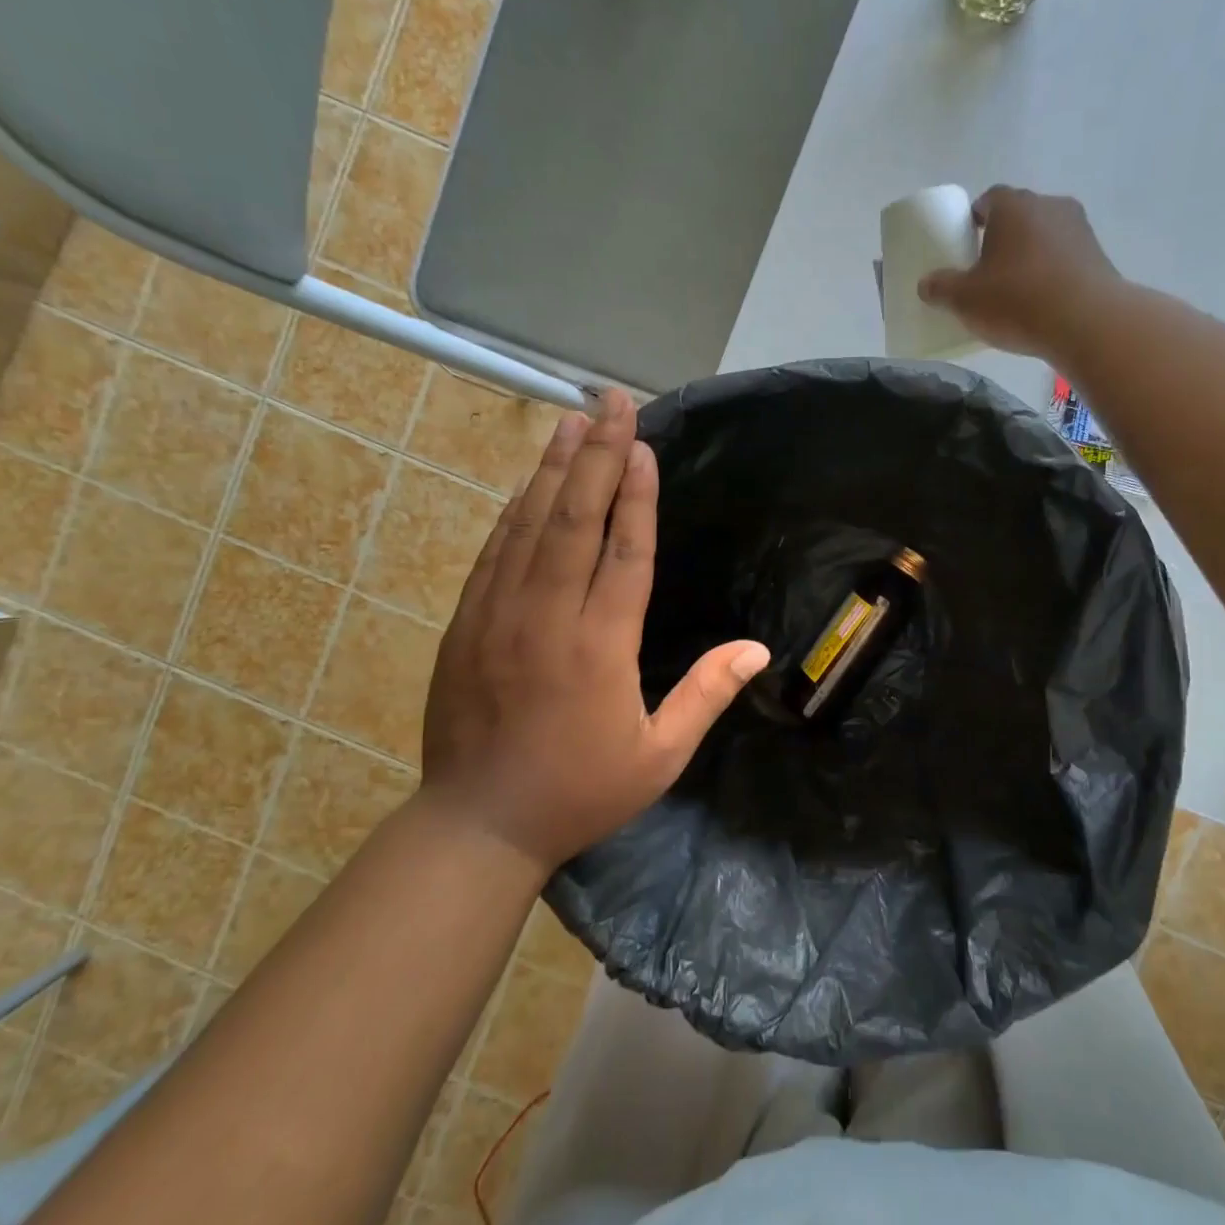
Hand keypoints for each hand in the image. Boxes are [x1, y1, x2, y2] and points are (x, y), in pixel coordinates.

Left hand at [420, 391, 769, 875]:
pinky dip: (515, 512)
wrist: (478, 822)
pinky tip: (530, 484)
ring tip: (573, 421)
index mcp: (600, 645)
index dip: (636, 495)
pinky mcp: (467, 623)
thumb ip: (707, 695)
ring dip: (554, 469)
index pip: (624, 551)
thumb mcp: (660, 756)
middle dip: (598, 455)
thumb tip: (757, 649)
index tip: (644, 446)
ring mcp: (499, 614)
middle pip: (574, 518)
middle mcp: (548, 615)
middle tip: (611, 402)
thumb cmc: (580, 791)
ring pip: (529, 525)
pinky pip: (495, 552)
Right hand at [918, 185, 1124, 362]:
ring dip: (1030, 255)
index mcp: (1013, 206)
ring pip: (1044, 236)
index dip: (975, 219)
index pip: (988, 199)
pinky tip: (1042, 301)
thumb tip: (925, 285)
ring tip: (1016, 290)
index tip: (967, 243)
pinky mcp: (1098, 255)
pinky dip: (1052, 272)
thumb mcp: (965, 300)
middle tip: (987, 270)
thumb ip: (941, 289)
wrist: (1085, 322)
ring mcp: (1078, 228)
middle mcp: (1048, 205)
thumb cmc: (1016, 301)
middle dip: (1003, 238)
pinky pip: (1065, 258)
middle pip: (1018, 216)